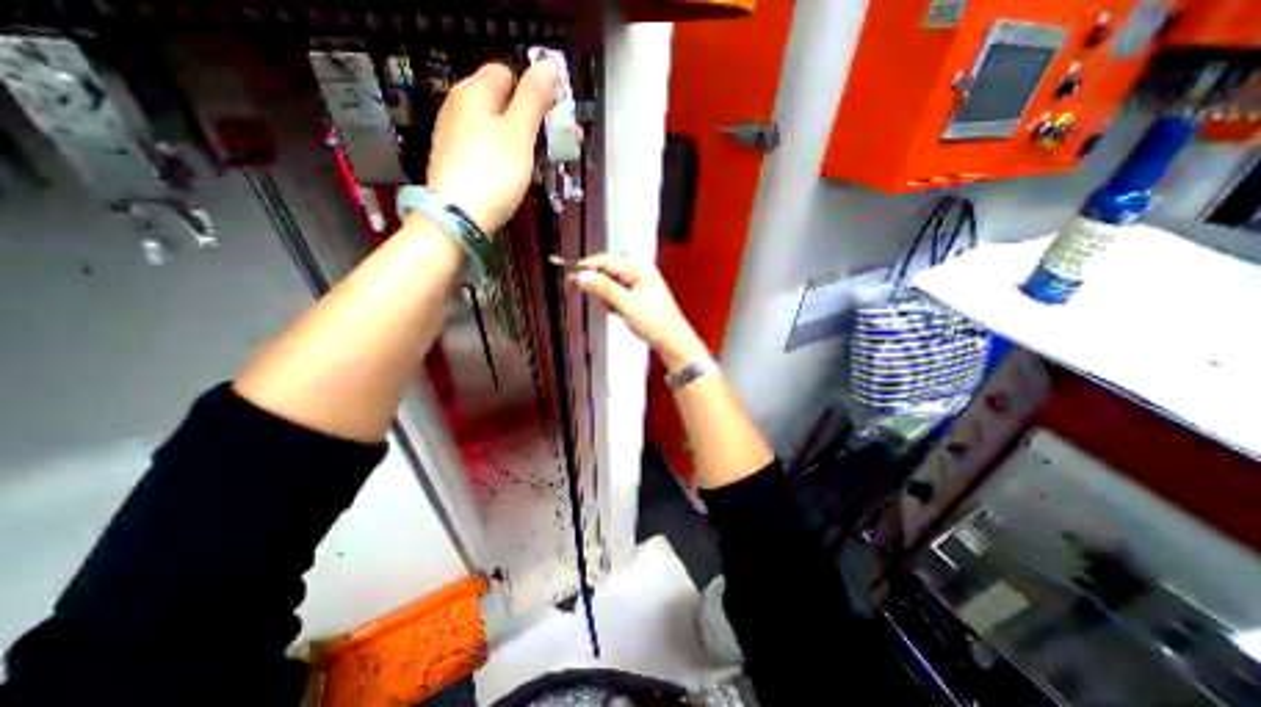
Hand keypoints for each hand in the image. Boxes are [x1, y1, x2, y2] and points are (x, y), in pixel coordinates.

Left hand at [427, 60, 557, 232]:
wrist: (458, 217)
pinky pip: (484, 147)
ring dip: (519, 140)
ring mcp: (453, 135)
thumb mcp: (519, 133)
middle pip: (501, 101)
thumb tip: (550, 62)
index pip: (507, 73)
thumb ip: (534, 98)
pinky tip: (510, 175)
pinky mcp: (454, 160)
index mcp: (474, 91)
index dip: (532, 91)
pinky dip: (501, 155)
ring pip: (494, 127)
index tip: (551, 119)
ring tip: (536, 164)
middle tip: (552, 146)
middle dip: (530, 119)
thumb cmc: (493, 171)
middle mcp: (458, 106)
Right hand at [571, 254, 706, 374]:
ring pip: (610, 284)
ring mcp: (638, 283)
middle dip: (599, 285)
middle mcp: (638, 271)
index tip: (569, 277)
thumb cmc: (654, 323)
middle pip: (607, 271)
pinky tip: (620, 312)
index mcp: (639, 268)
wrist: (672, 342)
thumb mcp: (628, 305)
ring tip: (617, 311)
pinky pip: (616, 294)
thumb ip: (605, 289)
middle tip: (601, 302)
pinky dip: (613, 303)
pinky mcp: (637, 295)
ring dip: (607, 297)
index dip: (586, 268)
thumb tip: (582, 276)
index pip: (606, 261)